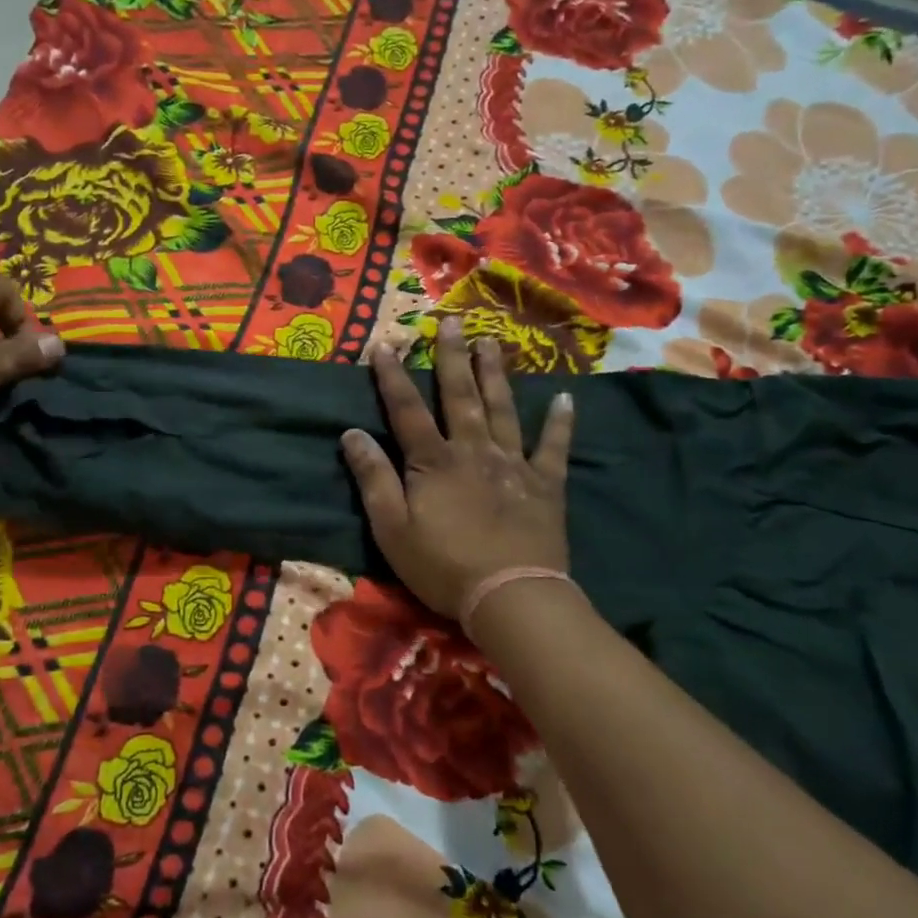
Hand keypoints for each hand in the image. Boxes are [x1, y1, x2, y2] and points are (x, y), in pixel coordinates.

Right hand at [340, 318, 572, 619]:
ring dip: (495, 374)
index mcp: (433, 461)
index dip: (392, 377)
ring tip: (491, 342)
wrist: (511, 596)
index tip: (385, 344)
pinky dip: (560, 422)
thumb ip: (373, 478)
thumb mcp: (391, 527)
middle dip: (452, 358)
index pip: (407, 410)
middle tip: (451, 322)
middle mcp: (473, 450)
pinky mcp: (545, 485)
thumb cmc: (442, 565)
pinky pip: (553, 447)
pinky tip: (565, 398)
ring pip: (502, 409)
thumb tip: (352, 433)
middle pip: (460, 396)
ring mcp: (513, 464)